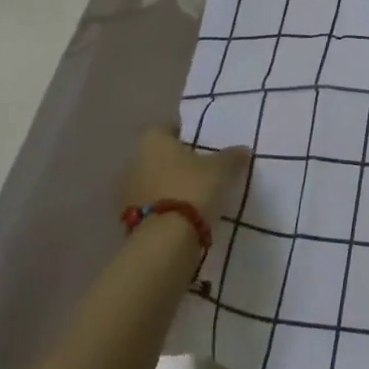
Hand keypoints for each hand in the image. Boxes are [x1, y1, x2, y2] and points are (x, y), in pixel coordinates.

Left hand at [116, 123, 250, 218]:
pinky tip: (182, 216)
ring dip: (167, 186)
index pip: (165, 128)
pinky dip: (163, 208)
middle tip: (200, 170)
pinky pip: (149, 206)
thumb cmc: (192, 188)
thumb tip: (243, 150)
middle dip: (175, 162)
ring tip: (193, 196)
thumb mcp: (222, 168)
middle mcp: (132, 161)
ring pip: (151, 181)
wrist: (164, 241)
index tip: (201, 145)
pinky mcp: (125, 220)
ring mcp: (125, 192)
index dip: (184, 135)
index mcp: (151, 140)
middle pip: (156, 156)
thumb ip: (232, 156)